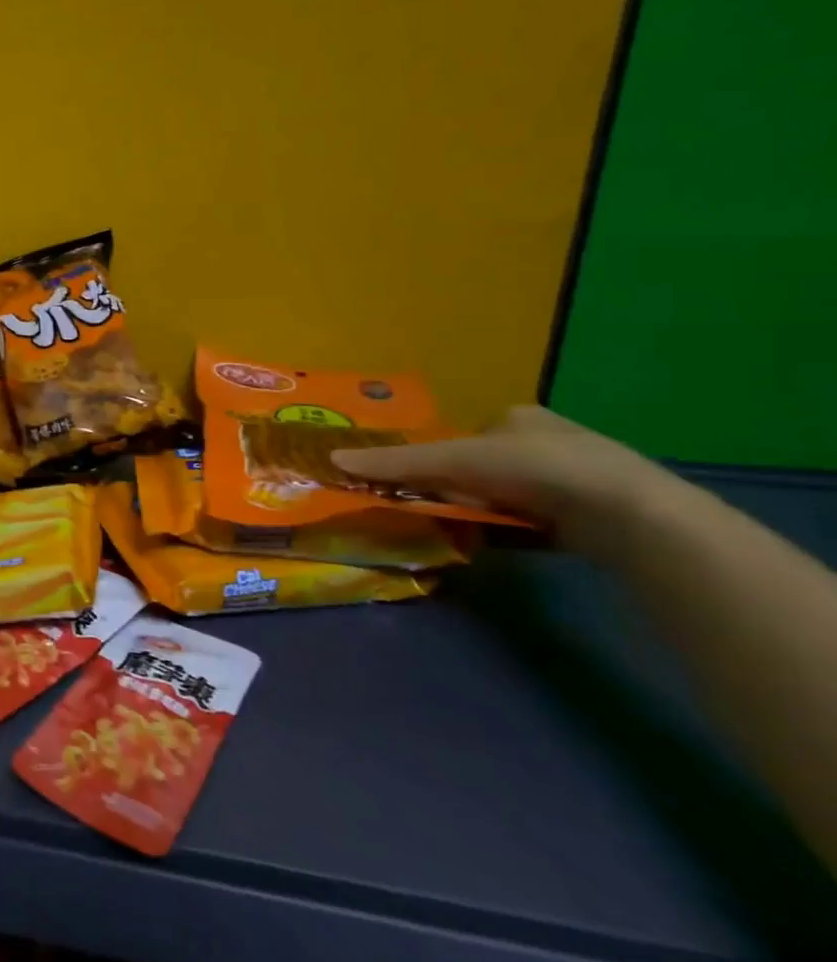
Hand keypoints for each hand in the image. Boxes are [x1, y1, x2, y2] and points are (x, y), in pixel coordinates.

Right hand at [329, 405, 668, 549]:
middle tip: (433, 508)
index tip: (418, 482)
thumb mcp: (455, 461)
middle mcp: (544, 443)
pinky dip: (505, 532)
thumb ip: (395, 462)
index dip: (436, 458)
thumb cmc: (537, 469)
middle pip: (478, 468)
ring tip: (459, 528)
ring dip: (479, 513)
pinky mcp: (585, 519)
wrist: (629, 516)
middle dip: (456, 489)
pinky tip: (491, 544)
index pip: (461, 435)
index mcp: (517, 417)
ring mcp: (570, 482)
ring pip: (502, 497)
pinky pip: (527, 523)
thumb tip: (331, 459)